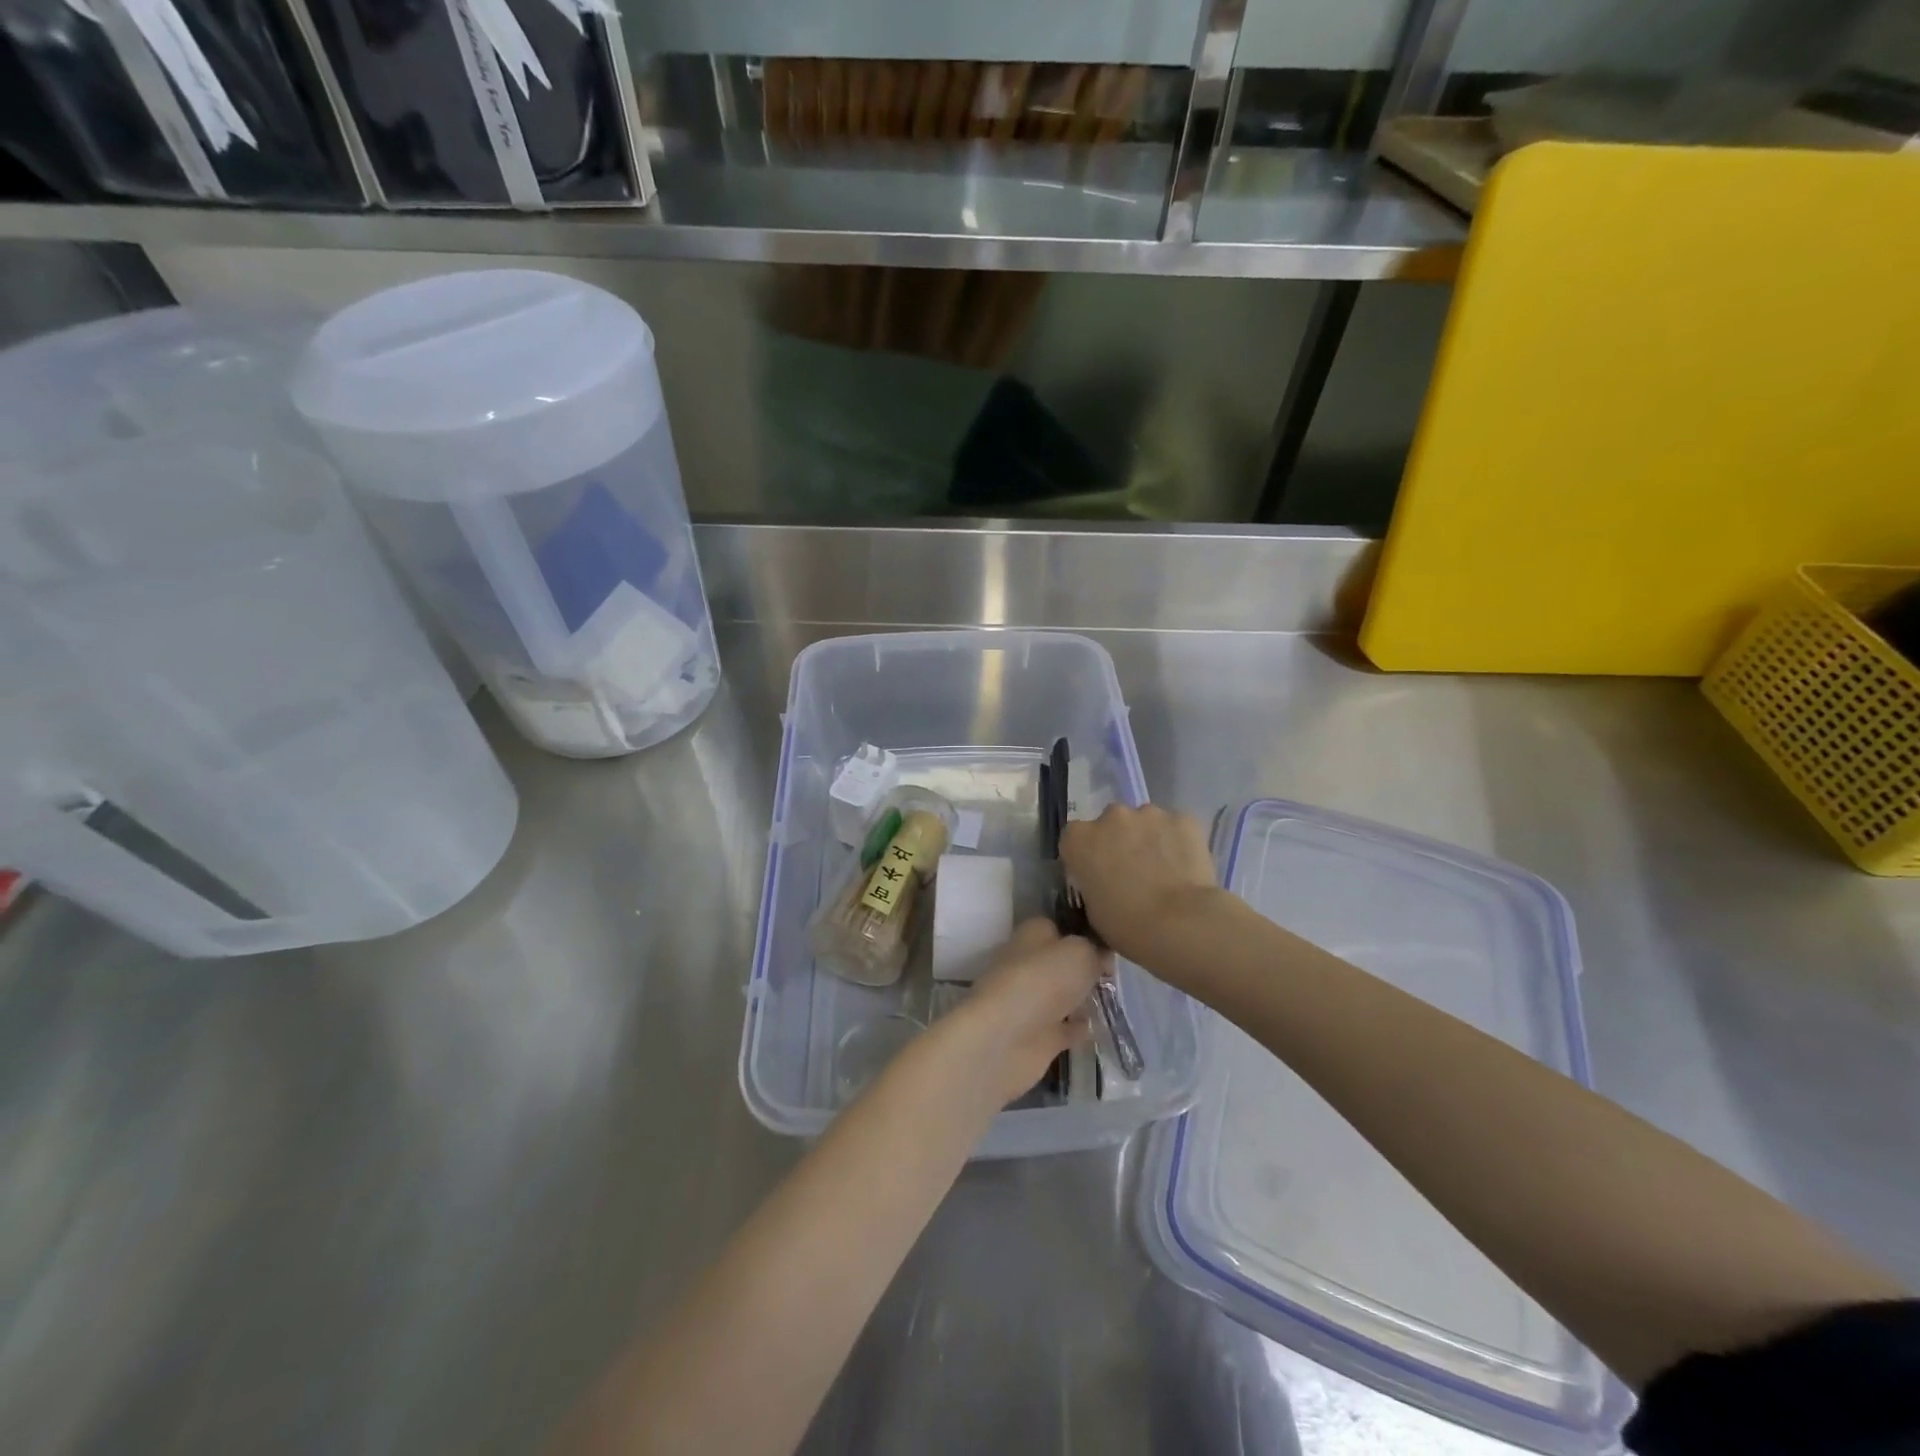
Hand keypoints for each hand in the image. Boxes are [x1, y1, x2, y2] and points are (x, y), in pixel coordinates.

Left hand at [936, 919, 1101, 1108]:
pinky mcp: (1037, 1036)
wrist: (1005, 1040)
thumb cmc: (1042, 981)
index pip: (1058, 927)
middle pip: (1060, 962)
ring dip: (1083, 997)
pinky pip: (1065, 1028)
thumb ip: (1094, 950)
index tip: (1111, 944)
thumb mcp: (1079, 952)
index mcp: (1032, 935)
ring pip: (1063, 995)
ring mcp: (1030, 1002)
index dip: (1083, 933)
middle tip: (1117, 973)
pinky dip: (1080, 1027)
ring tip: (1115, 997)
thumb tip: (1101, 958)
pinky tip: (1103, 1027)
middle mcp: (1027, 965)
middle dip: (1085, 967)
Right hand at [1060, 803, 1222, 964]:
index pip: (1075, 838)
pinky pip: (1176, 828)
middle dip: (1119, 841)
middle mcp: (1111, 816)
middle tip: (1133, 872)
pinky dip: (1179, 842)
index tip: (1098, 874)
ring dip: (1149, 839)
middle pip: (1112, 823)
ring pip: (1146, 822)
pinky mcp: (1183, 819)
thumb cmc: (1126, 925)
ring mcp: (1149, 814)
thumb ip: (1092, 884)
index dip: (1087, 855)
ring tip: (1164, 870)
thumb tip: (1104, 882)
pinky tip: (1186, 867)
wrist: (1179, 923)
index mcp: (1079, 839)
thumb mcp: (1092, 909)